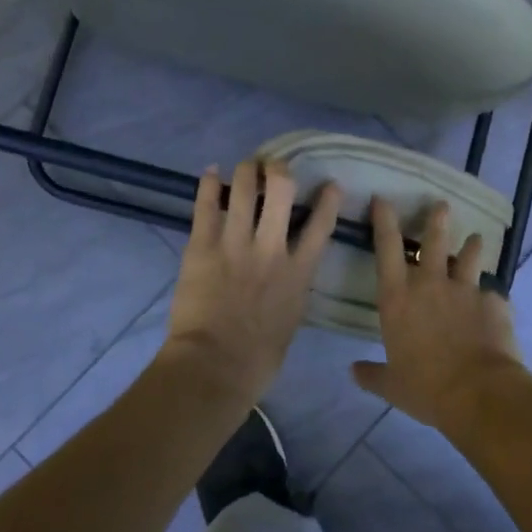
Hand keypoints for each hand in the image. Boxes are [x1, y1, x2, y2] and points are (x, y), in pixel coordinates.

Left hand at [164, 159, 341, 403]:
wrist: (215, 366)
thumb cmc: (259, 357)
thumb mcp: (292, 319)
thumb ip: (293, 288)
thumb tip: (289, 275)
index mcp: (298, 272)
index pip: (321, 224)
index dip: (328, 199)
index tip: (330, 184)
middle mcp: (271, 248)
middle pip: (281, 191)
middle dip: (280, 170)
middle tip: (275, 168)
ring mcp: (235, 244)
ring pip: (243, 189)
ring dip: (247, 170)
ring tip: (247, 166)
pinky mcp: (202, 246)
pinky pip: (205, 206)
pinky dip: (207, 184)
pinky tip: (210, 172)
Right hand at [351, 198, 523, 431]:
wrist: (479, 393)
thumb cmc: (426, 387)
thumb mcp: (391, 386)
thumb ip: (371, 374)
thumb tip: (353, 371)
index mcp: (397, 298)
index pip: (387, 248)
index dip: (384, 221)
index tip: (383, 199)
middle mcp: (430, 284)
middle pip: (433, 241)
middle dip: (436, 220)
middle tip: (441, 205)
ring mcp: (465, 290)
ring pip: (468, 257)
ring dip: (471, 246)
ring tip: (476, 238)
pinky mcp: (493, 303)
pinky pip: (491, 293)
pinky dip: (490, 295)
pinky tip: (494, 302)